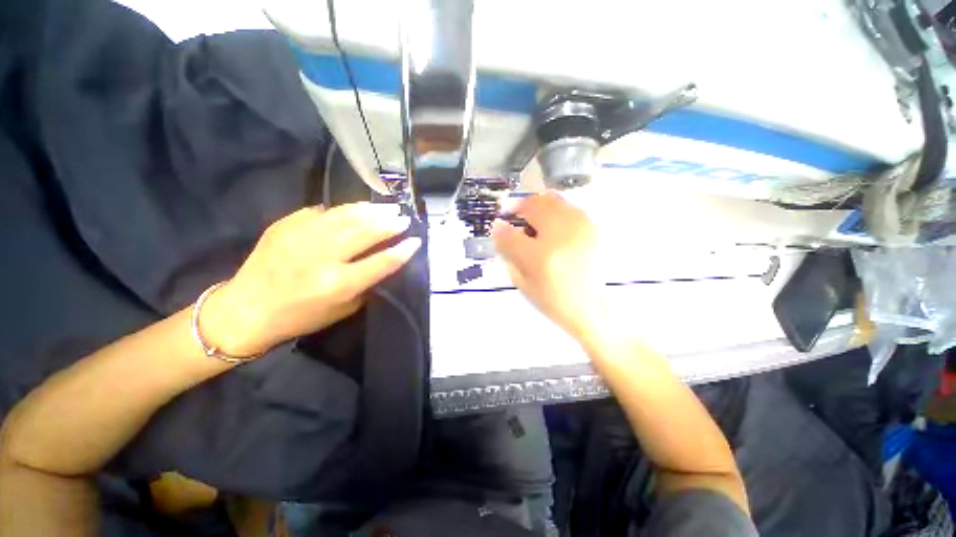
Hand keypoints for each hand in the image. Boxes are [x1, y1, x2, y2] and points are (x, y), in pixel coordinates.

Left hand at [201, 203, 420, 356]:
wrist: (245, 309)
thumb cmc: (300, 317)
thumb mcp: (342, 310)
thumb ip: (366, 284)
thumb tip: (385, 261)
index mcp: (338, 284)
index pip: (382, 262)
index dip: (403, 250)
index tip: (416, 240)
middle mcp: (322, 257)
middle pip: (366, 232)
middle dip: (390, 223)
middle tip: (404, 218)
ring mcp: (302, 237)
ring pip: (346, 216)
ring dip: (372, 211)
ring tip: (388, 208)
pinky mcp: (285, 225)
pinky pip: (322, 211)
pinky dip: (344, 209)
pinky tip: (357, 209)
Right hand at [492, 192, 606, 342]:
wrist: (590, 306)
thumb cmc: (553, 299)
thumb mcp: (522, 282)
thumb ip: (508, 254)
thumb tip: (500, 230)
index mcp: (540, 258)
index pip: (510, 234)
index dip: (500, 228)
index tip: (498, 225)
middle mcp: (561, 236)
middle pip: (533, 205)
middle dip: (519, 206)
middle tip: (514, 214)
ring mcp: (580, 228)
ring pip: (551, 200)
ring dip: (536, 205)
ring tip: (532, 217)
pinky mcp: (591, 227)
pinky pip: (567, 206)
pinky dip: (553, 209)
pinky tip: (550, 222)